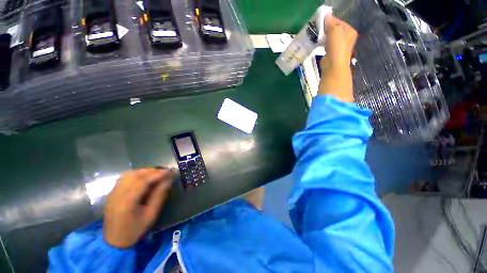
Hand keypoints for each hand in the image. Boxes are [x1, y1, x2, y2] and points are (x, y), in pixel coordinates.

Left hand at [103, 168, 172, 247]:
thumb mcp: (151, 215)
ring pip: (129, 174)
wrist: (114, 240)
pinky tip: (144, 178)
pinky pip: (125, 178)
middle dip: (151, 171)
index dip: (157, 174)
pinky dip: (136, 175)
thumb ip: (159, 196)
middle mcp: (117, 195)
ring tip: (155, 175)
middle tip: (164, 172)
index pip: (143, 182)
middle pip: (135, 175)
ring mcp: (113, 193)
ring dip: (144, 172)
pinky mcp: (112, 192)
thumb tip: (168, 181)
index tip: (169, 171)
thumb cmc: (135, 230)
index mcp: (127, 203)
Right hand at [318, 15, 357, 102]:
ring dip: (324, 36)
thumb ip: (331, 23)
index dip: (330, 21)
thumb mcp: (334, 32)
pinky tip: (318, 44)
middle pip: (335, 30)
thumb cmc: (337, 49)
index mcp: (349, 31)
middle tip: (317, 29)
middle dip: (326, 29)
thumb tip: (326, 15)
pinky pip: (327, 45)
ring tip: (317, 36)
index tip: (320, 22)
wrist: (334, 67)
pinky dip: (323, 43)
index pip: (338, 22)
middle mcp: (347, 38)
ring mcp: (340, 47)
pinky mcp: (333, 54)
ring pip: (331, 37)